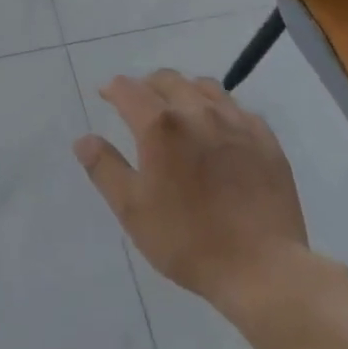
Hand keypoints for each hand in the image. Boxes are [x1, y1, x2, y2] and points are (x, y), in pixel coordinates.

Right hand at [75, 70, 308, 307]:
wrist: (262, 269)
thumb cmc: (188, 241)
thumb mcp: (132, 210)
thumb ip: (104, 168)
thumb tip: (83, 139)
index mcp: (160, 125)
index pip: (128, 89)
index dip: (113, 89)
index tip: (106, 96)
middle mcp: (197, 110)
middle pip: (166, 79)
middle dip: (147, 86)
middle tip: (140, 105)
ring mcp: (235, 121)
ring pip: (203, 86)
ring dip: (184, 91)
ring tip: (179, 112)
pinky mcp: (264, 137)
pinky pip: (236, 108)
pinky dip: (219, 109)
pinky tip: (218, 131)